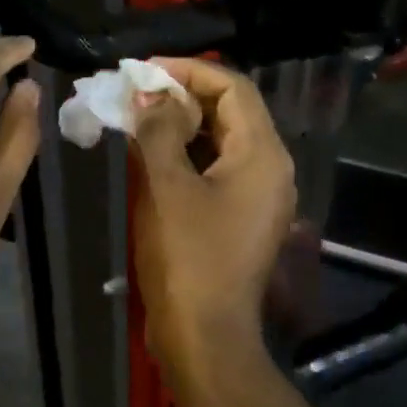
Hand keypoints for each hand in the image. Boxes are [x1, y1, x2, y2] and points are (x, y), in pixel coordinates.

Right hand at [131, 57, 295, 379]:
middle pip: (231, 112)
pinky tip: (153, 157)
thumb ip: (158, 131)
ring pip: (222, 142)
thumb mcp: (166, 187)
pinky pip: (218, 170)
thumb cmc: (187, 257)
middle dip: (183, 97)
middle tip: (135, 94)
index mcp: (263, 154)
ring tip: (138, 119)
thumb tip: (148, 94)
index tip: (143, 71)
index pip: (233, 88)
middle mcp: (271, 169)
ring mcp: (258, 197)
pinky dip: (187, 156)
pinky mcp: (241, 218)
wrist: (205, 335)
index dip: (188, 72)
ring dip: (183, 126)